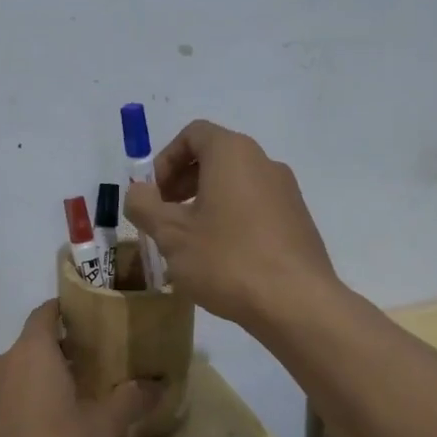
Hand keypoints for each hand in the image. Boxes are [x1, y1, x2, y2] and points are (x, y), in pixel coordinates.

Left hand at [0, 302, 161, 436]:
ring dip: (44, 384)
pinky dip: (27, 409)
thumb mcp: (103, 429)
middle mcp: (1, 365)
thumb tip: (158, 384)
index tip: (94, 319)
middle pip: (34, 346)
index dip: (69, 311)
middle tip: (99, 368)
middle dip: (64, 354)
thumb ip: (129, 401)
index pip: (46, 312)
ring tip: (78, 404)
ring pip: (19, 377)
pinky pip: (6, 405)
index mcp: (31, 352)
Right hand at [123, 119, 337, 330]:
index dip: (165, 159)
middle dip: (182, 182)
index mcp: (233, 153)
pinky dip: (231, 220)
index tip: (153, 194)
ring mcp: (287, 192)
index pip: (193, 134)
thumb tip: (138, 192)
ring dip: (205, 204)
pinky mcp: (298, 221)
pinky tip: (221, 259)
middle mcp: (264, 162)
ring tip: (189, 243)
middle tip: (164, 218)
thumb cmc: (227, 259)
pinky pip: (255, 208)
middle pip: (215, 157)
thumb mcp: (171, 234)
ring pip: (235, 185)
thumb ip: (144, 206)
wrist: (296, 303)